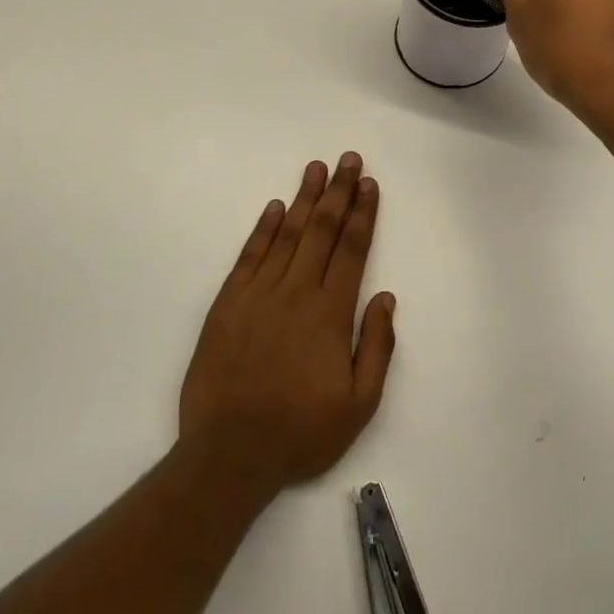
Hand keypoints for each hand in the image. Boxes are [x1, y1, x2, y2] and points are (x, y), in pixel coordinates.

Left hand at [178, 153, 396, 500]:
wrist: (229, 455)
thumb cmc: (301, 432)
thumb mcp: (359, 404)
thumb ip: (377, 347)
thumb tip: (386, 298)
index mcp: (330, 313)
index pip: (351, 250)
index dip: (362, 213)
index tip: (369, 184)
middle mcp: (296, 292)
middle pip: (322, 231)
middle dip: (338, 192)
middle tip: (348, 159)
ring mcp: (258, 294)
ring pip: (287, 235)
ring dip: (304, 199)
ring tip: (316, 168)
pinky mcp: (228, 304)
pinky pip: (249, 257)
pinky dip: (263, 229)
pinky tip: (274, 208)